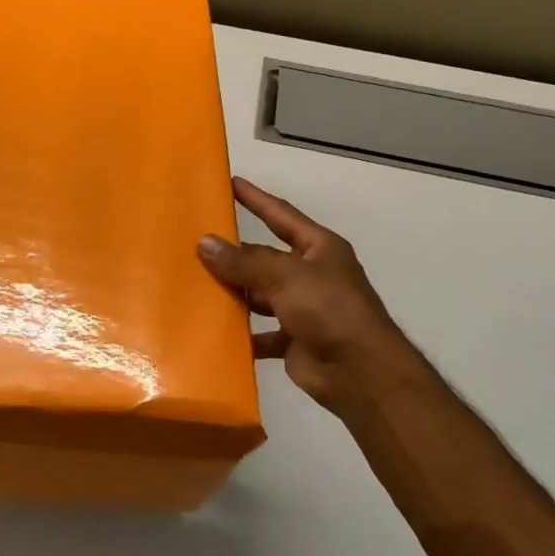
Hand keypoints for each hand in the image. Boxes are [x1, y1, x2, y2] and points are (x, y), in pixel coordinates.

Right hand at [197, 177, 403, 416]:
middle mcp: (311, 274)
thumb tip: (204, 243)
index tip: (231, 182)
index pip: (281, 215)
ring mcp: (303, 308)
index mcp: (319, 249)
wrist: (360, 372)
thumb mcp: (285, 276)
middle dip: (235, 255)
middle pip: (265, 258)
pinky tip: (214, 329)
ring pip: (260, 294)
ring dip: (235, 293)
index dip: (256, 199)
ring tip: (196, 285)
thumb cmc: (329, 309)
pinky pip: (260, 331)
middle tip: (194, 244)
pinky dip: (242, 332)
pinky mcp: (293, 339)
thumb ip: (243, 262)